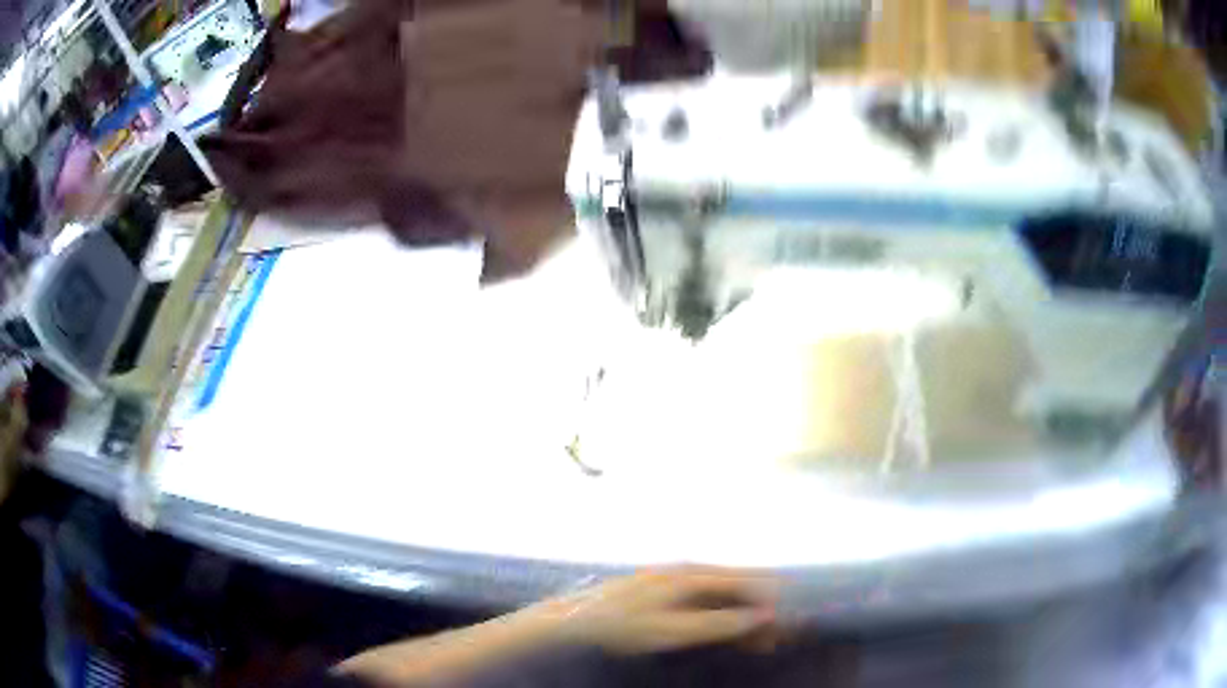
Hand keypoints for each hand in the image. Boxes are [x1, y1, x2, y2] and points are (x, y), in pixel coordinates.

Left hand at [532, 566, 779, 654]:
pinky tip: (729, 630)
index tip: (789, 622)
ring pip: (724, 593)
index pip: (748, 582)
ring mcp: (676, 578)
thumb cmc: (624, 625)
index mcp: (694, 575)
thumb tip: (764, 616)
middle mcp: (690, 570)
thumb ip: (719, 623)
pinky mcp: (666, 590)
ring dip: (744, 614)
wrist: (575, 619)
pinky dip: (724, 614)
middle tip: (777, 637)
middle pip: (738, 587)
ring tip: (760, 640)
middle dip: (761, 610)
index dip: (772, 601)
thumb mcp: (673, 630)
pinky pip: (707, 599)